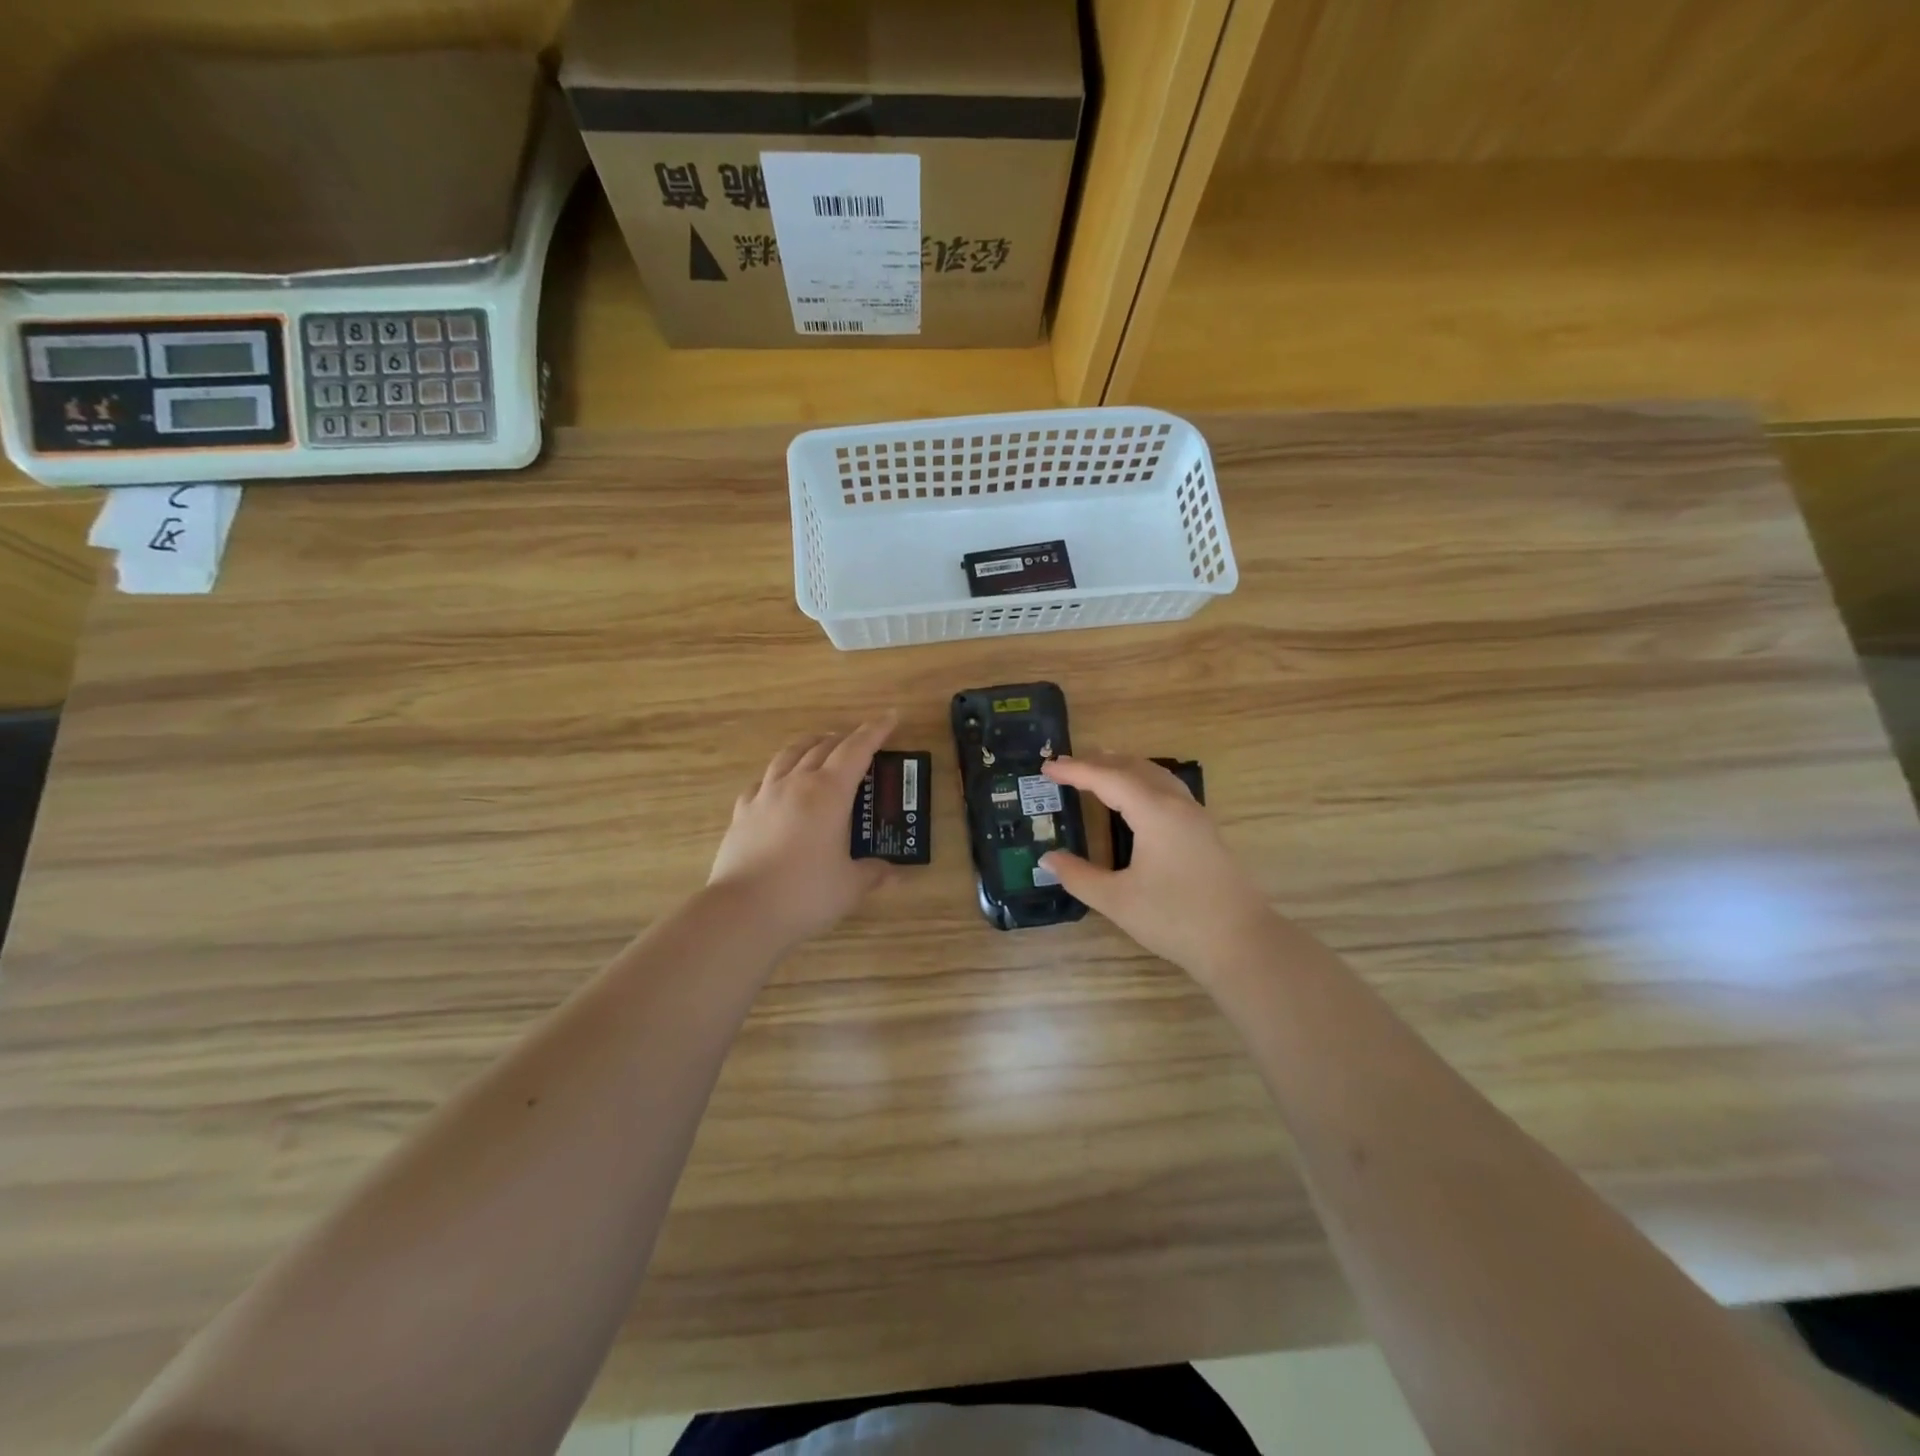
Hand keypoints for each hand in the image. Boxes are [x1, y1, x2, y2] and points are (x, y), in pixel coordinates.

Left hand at [708, 715, 898, 948]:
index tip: (890, 716)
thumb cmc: (806, 893)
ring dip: (809, 745)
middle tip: (860, 741)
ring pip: (788, 755)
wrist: (744, 911)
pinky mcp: (742, 813)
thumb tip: (892, 874)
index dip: (875, 731)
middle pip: (822, 747)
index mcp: (829, 793)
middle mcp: (796, 784)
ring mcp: (764, 796)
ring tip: (819, 746)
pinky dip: (777, 774)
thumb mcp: (850, 885)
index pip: (856, 750)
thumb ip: (873, 873)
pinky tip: (777, 783)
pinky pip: (762, 781)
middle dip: (845, 739)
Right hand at [1039, 752, 1276, 985]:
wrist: (1241, 943)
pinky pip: (1167, 789)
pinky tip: (1135, 799)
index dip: (1075, 770)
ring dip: (1123, 768)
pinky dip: (1142, 782)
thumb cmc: (1175, 919)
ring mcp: (1196, 816)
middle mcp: (1177, 804)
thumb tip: (1048, 859)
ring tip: (1097, 770)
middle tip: (1065, 766)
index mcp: (1155, 812)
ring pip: (1155, 775)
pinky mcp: (1205, 831)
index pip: (1108, 778)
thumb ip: (1079, 876)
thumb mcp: (1117, 900)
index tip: (1046, 768)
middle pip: (1133, 768)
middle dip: (1098, 762)